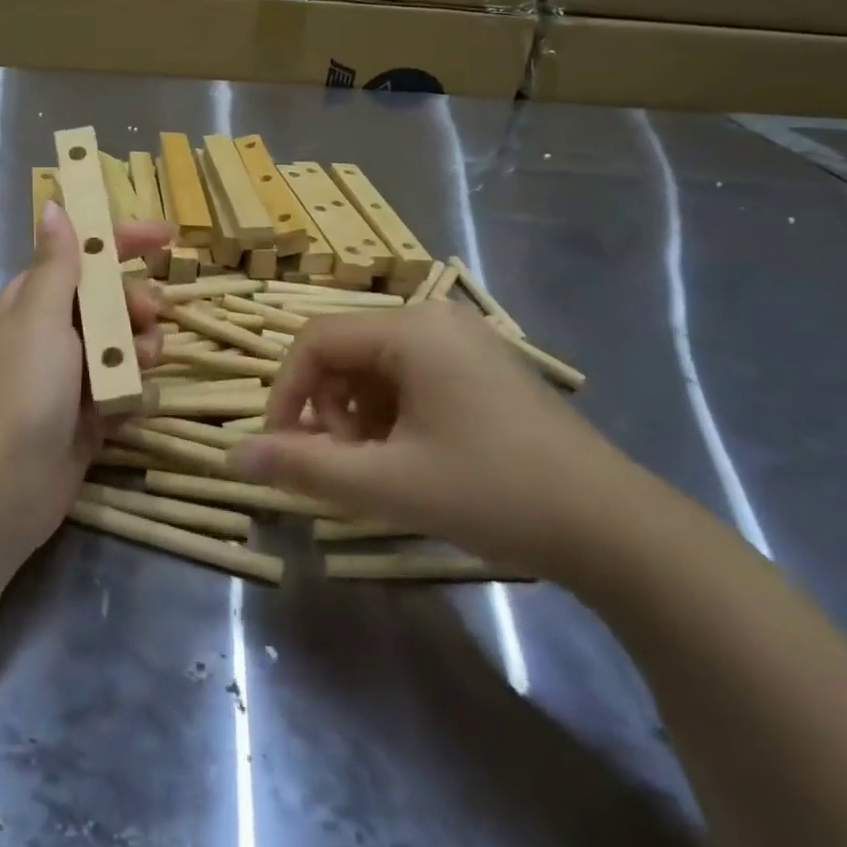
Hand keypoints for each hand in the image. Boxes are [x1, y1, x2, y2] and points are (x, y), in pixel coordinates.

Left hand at [0, 202, 174, 559]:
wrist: (6, 483)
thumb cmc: (23, 387)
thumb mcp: (39, 314)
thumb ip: (56, 262)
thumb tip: (53, 206)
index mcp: (32, 302)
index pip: (82, 257)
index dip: (123, 242)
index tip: (167, 236)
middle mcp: (51, 335)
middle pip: (110, 301)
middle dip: (135, 303)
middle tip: (148, 315)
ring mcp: (71, 377)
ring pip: (124, 345)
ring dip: (139, 348)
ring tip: (139, 365)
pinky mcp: (90, 415)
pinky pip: (125, 388)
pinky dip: (132, 390)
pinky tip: (131, 403)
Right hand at [234, 301, 645, 579]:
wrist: (613, 527)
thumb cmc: (494, 493)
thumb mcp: (386, 485)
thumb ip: (303, 467)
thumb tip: (232, 456)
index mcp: (411, 330)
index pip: (315, 341)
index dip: (284, 392)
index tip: (282, 447)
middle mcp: (436, 318)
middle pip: (345, 351)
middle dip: (327, 408)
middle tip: (343, 465)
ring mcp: (464, 340)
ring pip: (375, 367)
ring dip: (357, 415)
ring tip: (380, 467)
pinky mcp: (483, 366)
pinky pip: (411, 376)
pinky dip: (392, 413)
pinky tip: (414, 457)